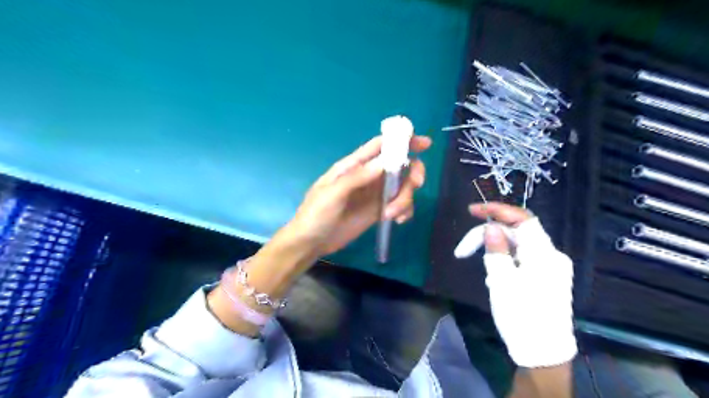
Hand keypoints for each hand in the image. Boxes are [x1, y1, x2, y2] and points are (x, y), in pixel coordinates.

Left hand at [286, 135, 432, 255]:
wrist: (311, 242)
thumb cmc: (316, 214)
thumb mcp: (332, 194)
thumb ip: (357, 178)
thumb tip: (384, 162)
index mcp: (354, 165)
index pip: (380, 146)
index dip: (402, 140)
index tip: (425, 143)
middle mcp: (368, 176)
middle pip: (399, 165)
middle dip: (412, 172)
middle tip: (415, 184)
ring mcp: (374, 194)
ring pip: (402, 187)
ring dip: (405, 198)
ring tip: (392, 214)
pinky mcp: (378, 211)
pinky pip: (399, 205)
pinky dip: (404, 210)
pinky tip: (397, 221)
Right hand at [469, 204, 575, 368]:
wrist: (543, 352)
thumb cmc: (521, 316)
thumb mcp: (502, 281)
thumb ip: (496, 250)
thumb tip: (490, 227)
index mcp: (543, 254)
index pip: (522, 219)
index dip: (497, 210)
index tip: (472, 210)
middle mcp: (551, 255)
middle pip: (516, 233)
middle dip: (488, 237)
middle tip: (462, 251)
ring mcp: (550, 266)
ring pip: (517, 246)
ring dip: (495, 252)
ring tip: (485, 276)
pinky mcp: (546, 276)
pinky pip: (522, 258)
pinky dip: (505, 261)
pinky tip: (497, 280)